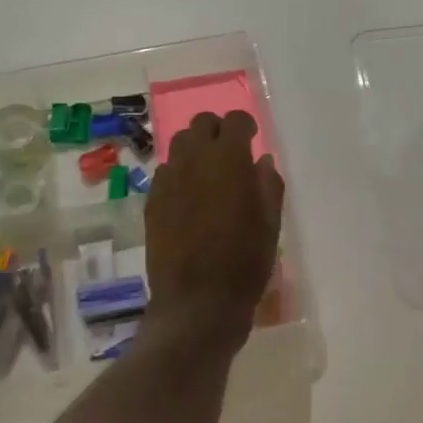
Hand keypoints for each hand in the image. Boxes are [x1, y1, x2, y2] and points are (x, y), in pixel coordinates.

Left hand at [142, 111, 284, 357]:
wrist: (197, 303)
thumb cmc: (244, 263)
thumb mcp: (270, 224)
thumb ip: (268, 184)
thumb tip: (261, 160)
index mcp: (228, 159)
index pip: (234, 120)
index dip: (245, 125)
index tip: (252, 139)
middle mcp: (194, 160)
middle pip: (201, 123)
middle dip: (217, 131)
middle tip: (229, 152)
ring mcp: (168, 179)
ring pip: (179, 144)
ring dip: (196, 149)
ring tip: (207, 173)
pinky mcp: (152, 201)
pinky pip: (165, 172)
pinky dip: (179, 174)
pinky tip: (189, 197)